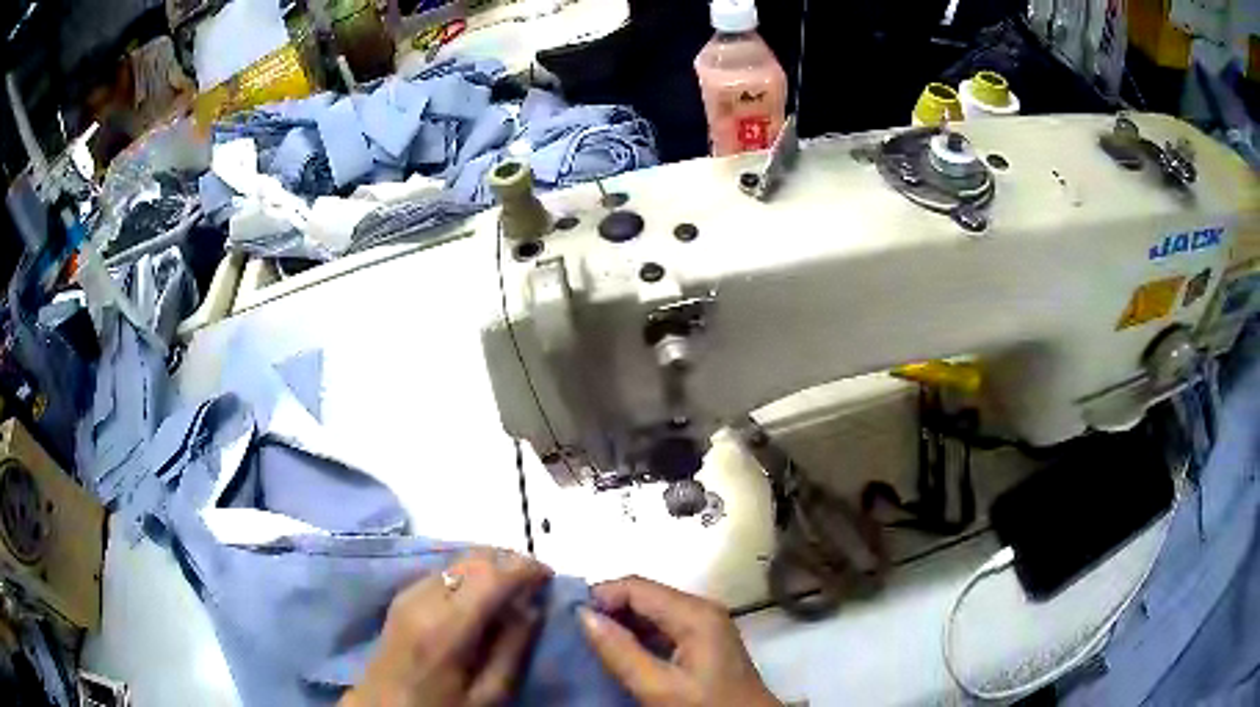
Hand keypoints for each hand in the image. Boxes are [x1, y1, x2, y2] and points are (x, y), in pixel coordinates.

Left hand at [341, 548, 551, 706]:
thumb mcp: (488, 694)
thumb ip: (512, 648)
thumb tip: (531, 607)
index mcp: (446, 626)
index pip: (491, 575)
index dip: (525, 568)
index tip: (549, 576)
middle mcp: (423, 598)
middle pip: (473, 558)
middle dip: (509, 561)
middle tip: (534, 583)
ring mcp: (408, 593)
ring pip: (457, 559)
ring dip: (489, 566)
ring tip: (511, 590)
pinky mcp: (402, 596)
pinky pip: (443, 571)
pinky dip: (469, 574)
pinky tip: (481, 597)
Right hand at [579, 576, 779, 706]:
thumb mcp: (658, 686)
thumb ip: (620, 651)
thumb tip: (582, 615)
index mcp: (695, 613)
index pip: (636, 586)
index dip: (600, 596)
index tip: (569, 619)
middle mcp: (701, 609)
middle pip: (644, 595)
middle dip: (608, 610)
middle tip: (576, 633)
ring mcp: (705, 624)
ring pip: (651, 611)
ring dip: (620, 624)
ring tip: (590, 644)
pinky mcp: (703, 640)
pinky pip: (662, 627)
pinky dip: (637, 636)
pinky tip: (618, 653)